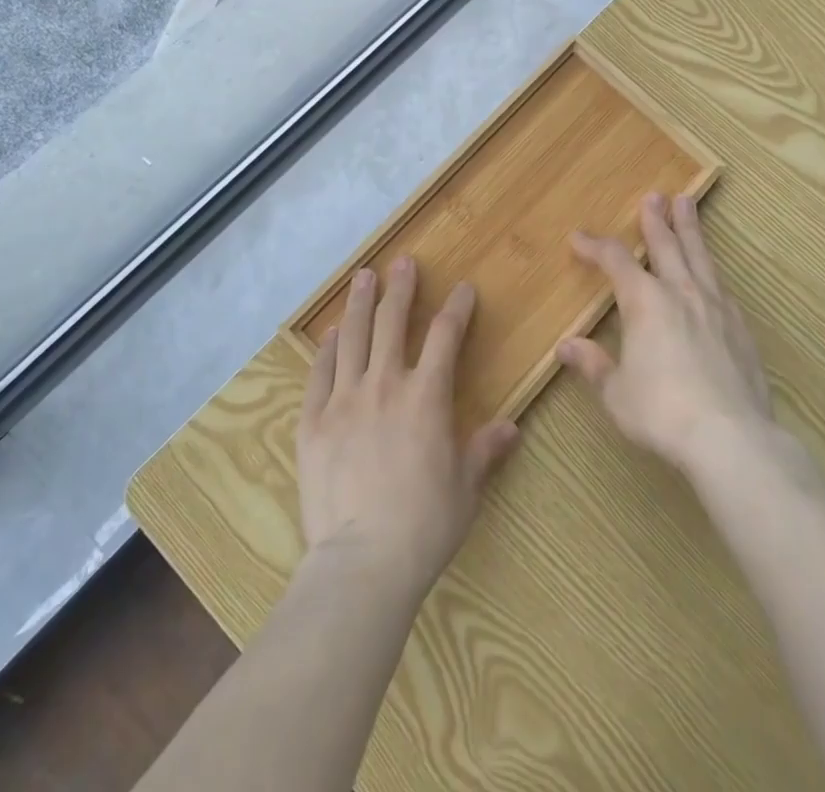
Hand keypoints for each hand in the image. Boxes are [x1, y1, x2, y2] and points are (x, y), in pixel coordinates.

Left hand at [297, 257, 519, 597]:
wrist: (363, 562)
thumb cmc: (424, 525)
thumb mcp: (466, 488)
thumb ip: (484, 450)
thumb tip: (510, 427)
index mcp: (426, 397)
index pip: (446, 337)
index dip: (457, 308)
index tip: (463, 288)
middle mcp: (385, 385)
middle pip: (393, 322)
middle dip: (401, 288)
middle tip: (403, 263)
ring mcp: (345, 399)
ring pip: (353, 337)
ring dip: (360, 303)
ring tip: (363, 277)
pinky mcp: (314, 420)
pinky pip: (320, 372)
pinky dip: (327, 348)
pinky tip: (331, 333)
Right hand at [558, 192, 777, 479]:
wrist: (731, 438)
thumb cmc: (661, 412)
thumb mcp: (616, 392)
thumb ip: (594, 365)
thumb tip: (566, 347)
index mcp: (644, 302)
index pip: (615, 261)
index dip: (595, 246)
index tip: (578, 237)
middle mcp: (680, 293)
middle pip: (666, 245)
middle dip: (656, 220)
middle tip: (654, 196)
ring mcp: (715, 308)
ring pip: (700, 257)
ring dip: (690, 229)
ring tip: (687, 204)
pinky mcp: (740, 328)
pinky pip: (721, 286)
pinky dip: (711, 270)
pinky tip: (712, 273)